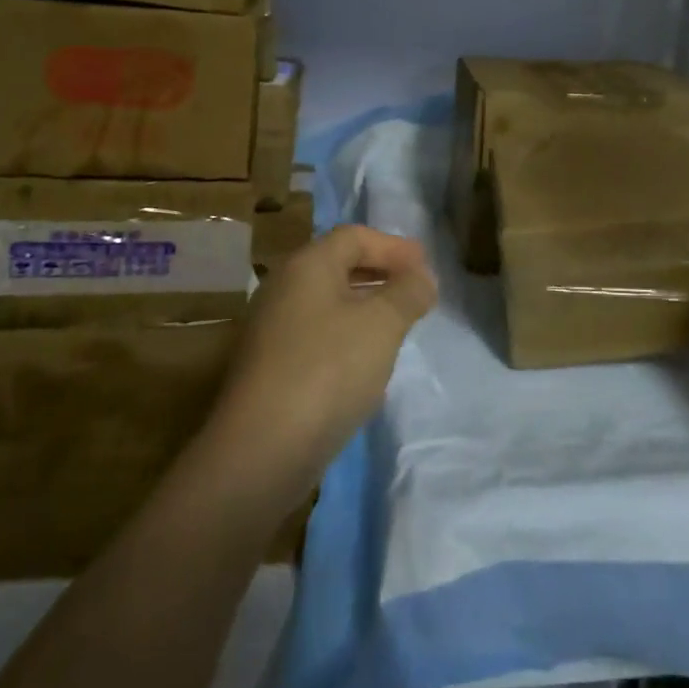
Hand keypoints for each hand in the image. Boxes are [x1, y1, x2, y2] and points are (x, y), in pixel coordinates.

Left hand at [206, 225, 436, 509]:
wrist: (262, 450)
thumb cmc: (328, 370)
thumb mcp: (382, 324)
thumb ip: (408, 293)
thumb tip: (423, 277)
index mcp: (307, 265)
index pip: (355, 237)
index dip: (394, 246)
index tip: (426, 266)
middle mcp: (283, 288)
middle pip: (338, 265)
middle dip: (381, 273)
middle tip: (416, 290)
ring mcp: (272, 329)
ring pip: (328, 301)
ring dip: (366, 304)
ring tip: (399, 323)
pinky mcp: (270, 367)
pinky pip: (317, 333)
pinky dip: (347, 333)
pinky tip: (367, 360)